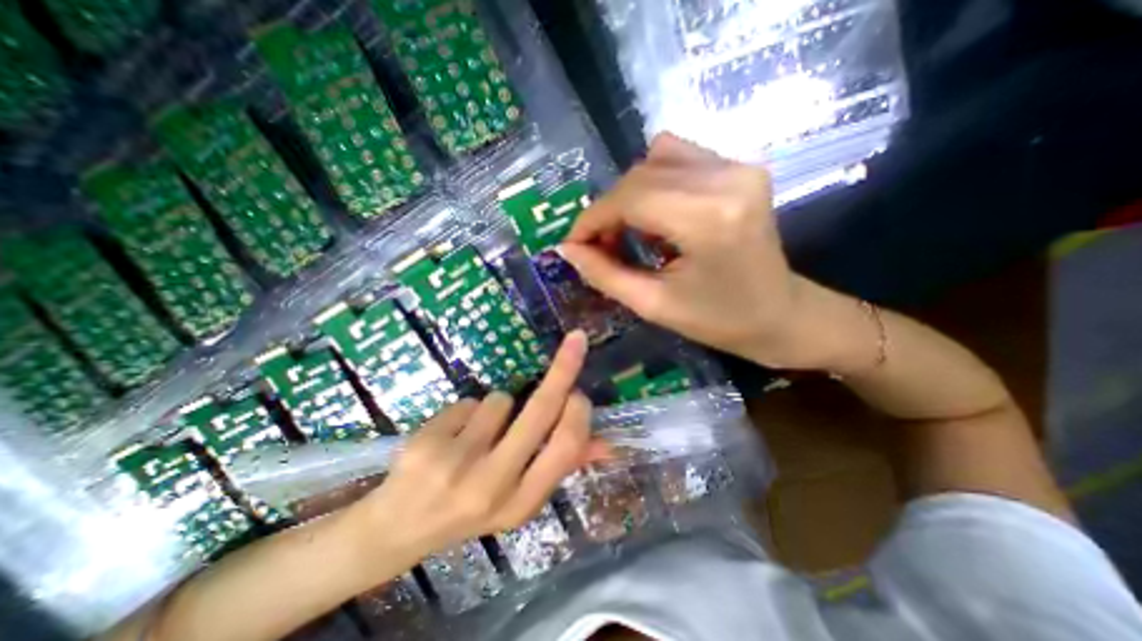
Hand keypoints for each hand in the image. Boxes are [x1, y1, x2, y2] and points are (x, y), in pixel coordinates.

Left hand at [359, 330, 604, 555]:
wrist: (397, 531)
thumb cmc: (470, 507)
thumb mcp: (519, 496)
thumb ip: (560, 466)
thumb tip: (607, 444)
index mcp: (522, 503)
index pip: (566, 445)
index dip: (578, 411)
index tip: (579, 390)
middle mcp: (493, 485)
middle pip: (541, 409)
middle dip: (565, 368)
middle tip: (576, 341)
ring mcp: (456, 464)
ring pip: (500, 400)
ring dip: (497, 407)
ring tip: (477, 434)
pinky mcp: (427, 444)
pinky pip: (469, 402)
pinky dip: (467, 412)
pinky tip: (450, 437)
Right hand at [560, 133, 809, 368]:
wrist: (780, 315)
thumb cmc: (718, 321)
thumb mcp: (653, 305)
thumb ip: (604, 274)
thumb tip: (568, 249)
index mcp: (707, 218)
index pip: (630, 198)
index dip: (591, 219)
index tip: (573, 244)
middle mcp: (726, 178)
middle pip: (640, 175)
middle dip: (608, 210)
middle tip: (599, 245)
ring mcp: (737, 167)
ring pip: (656, 160)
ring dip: (630, 196)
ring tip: (629, 232)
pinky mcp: (740, 168)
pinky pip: (679, 159)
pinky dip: (655, 184)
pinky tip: (657, 217)